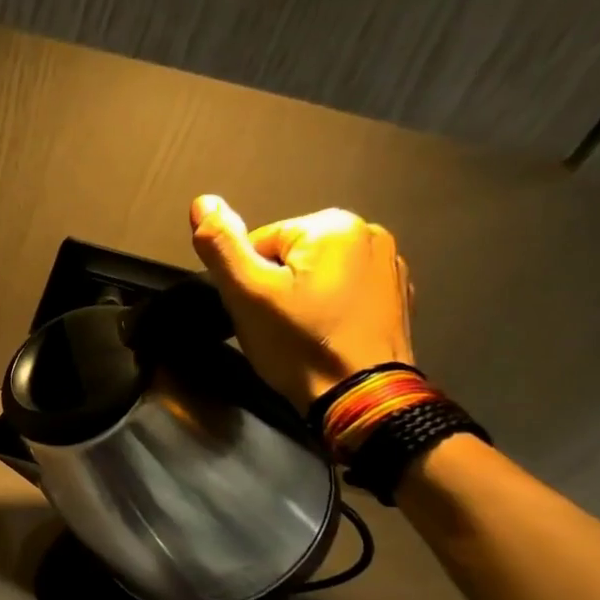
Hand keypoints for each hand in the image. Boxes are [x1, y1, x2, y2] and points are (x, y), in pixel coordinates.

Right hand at [189, 195, 413, 411]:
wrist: (362, 398)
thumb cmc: (299, 344)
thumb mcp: (247, 294)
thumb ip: (221, 245)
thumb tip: (202, 201)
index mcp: (333, 225)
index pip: (260, 244)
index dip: (248, 280)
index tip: (258, 312)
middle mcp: (370, 232)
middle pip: (289, 256)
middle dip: (275, 287)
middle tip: (275, 326)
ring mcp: (390, 265)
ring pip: (316, 274)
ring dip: (301, 299)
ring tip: (300, 334)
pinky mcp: (398, 296)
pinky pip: (344, 291)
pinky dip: (329, 309)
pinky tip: (326, 336)